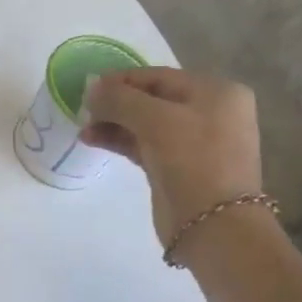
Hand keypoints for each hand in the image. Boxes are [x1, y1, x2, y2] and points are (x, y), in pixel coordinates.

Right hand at [81, 69, 263, 248]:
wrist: (214, 225)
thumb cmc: (192, 160)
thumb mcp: (155, 120)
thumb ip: (120, 99)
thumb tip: (91, 88)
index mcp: (217, 92)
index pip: (160, 77)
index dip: (122, 80)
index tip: (88, 87)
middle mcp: (210, 113)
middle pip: (153, 99)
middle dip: (116, 103)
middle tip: (83, 110)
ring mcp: (195, 143)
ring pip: (147, 124)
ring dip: (114, 123)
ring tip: (83, 128)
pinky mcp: (179, 168)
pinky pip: (146, 145)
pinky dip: (121, 141)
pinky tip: (93, 139)